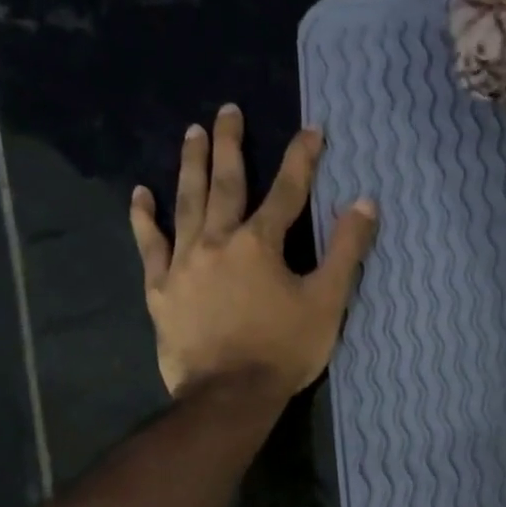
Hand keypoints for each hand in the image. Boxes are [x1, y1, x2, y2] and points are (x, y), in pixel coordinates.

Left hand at [130, 105, 376, 397]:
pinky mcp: (161, 289)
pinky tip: (139, 195)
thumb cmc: (284, 350)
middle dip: (230, 144)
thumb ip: (347, 251)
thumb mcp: (327, 301)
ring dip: (190, 165)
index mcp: (261, 243)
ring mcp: (184, 263)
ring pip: (186, 203)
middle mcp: (218, 241)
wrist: (229, 396)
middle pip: (226, 183)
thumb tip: (365, 202)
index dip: (301, 158)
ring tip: (191, 133)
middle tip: (227, 110)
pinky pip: (150, 246)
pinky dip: (144, 219)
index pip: (287, 190)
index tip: (311, 130)